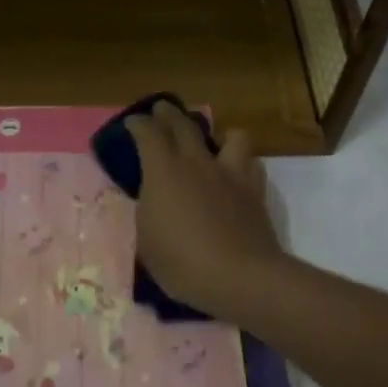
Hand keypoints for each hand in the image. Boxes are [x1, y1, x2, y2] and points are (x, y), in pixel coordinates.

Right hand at [124, 102, 285, 318]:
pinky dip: (243, 163)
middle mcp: (198, 162)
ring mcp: (230, 173)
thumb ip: (149, 211)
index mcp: (164, 171)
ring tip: (214, 144)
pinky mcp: (255, 189)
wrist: (239, 276)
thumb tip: (154, 199)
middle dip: (169, 114)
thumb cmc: (182, 264)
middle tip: (161, 110)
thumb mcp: (148, 241)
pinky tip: (237, 175)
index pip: (148, 133)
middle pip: (183, 124)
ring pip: (231, 135)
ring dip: (219, 135)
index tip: (133, 123)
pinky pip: (251, 163)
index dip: (138, 124)